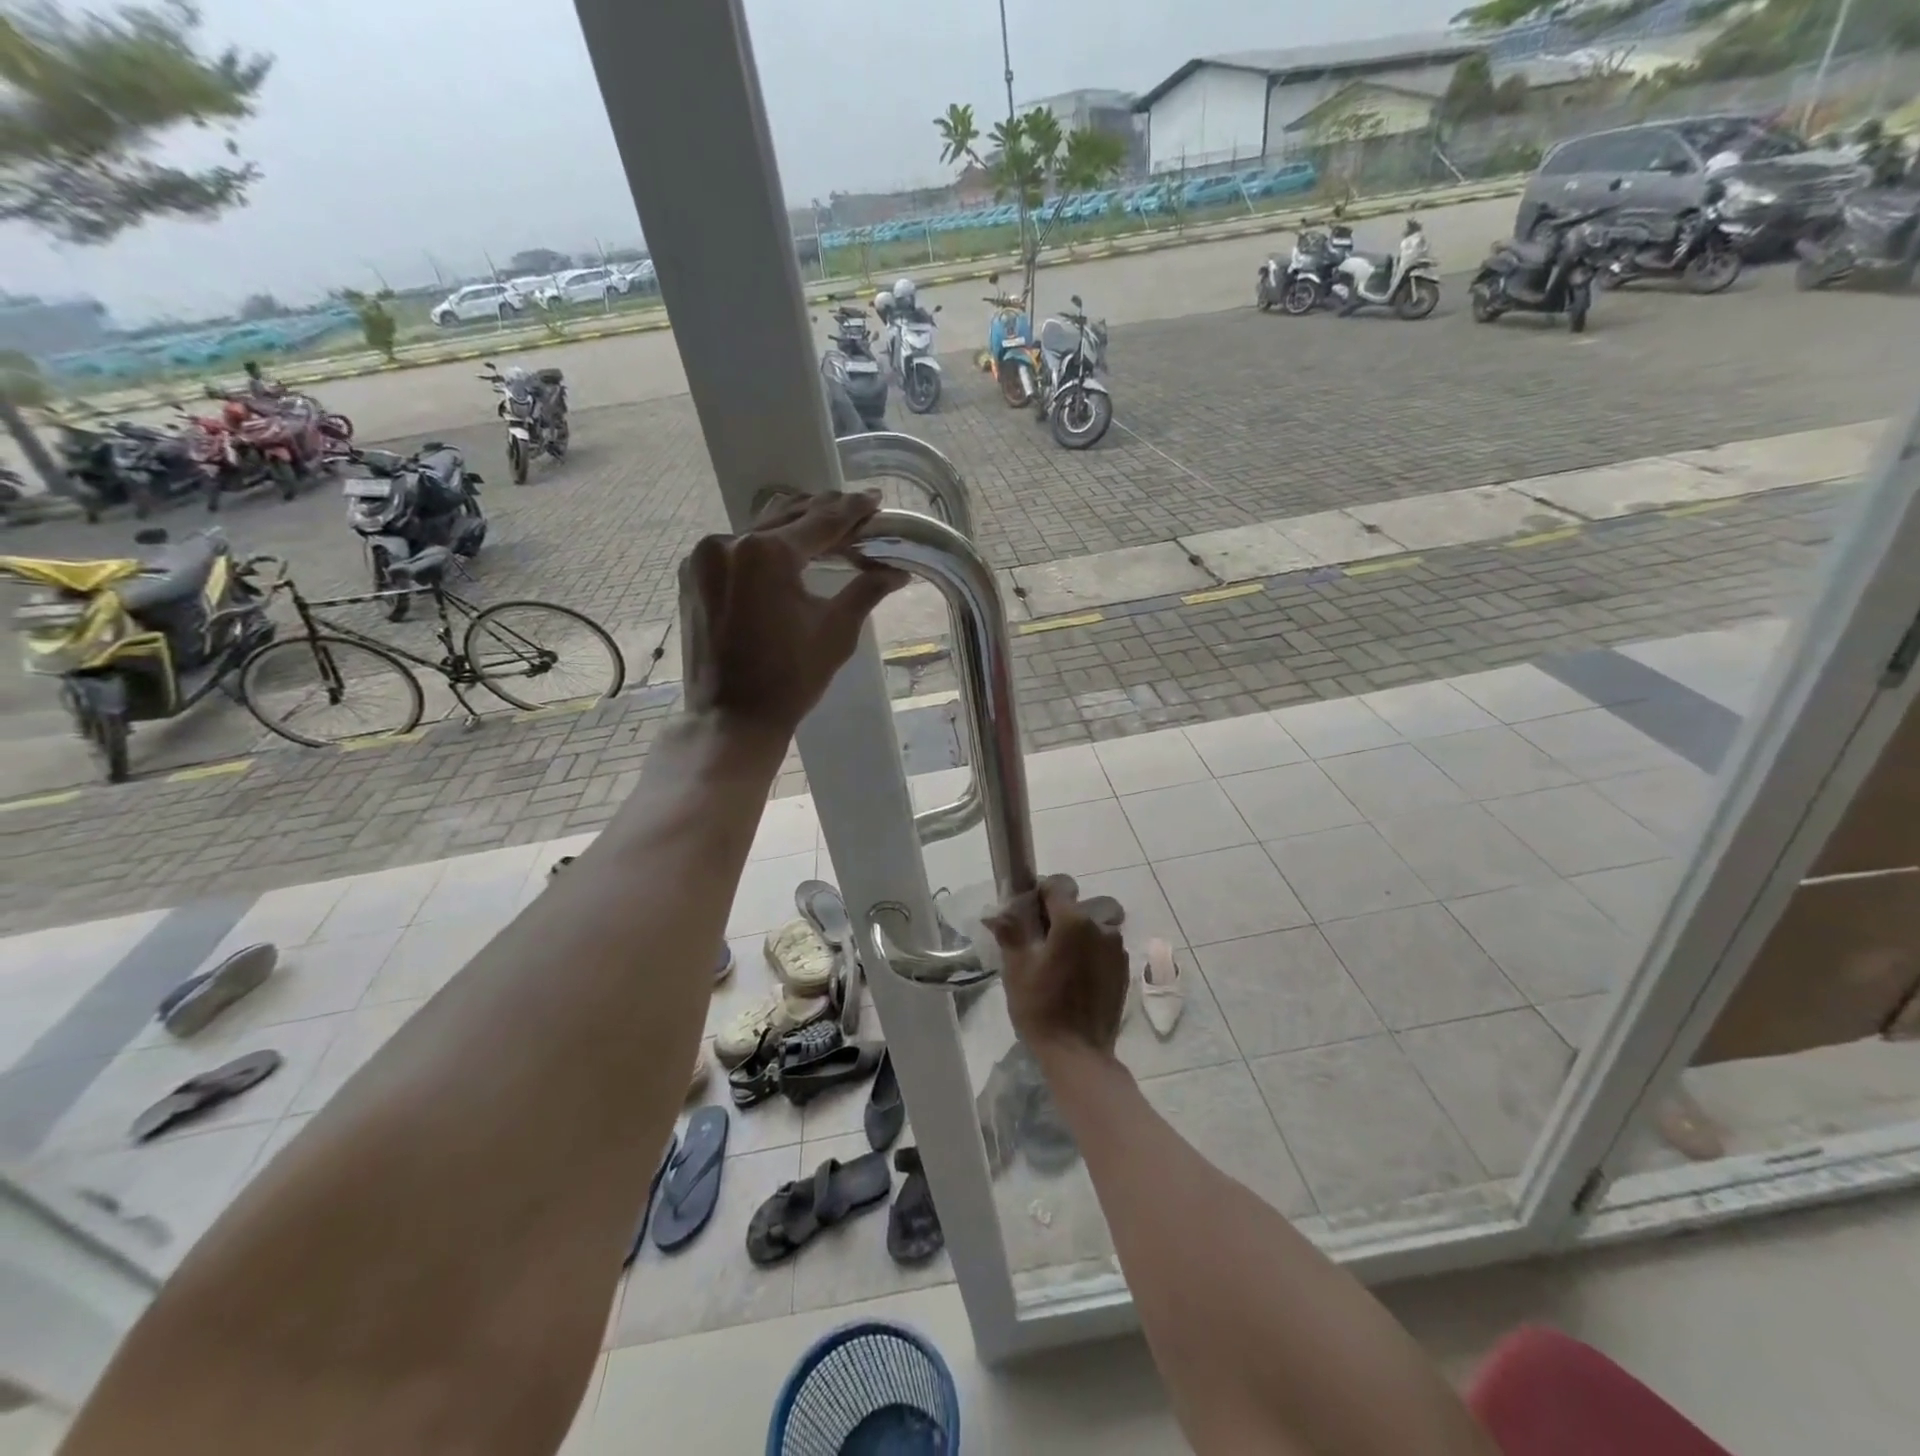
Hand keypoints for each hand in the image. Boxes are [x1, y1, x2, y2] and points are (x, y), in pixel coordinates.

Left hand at [679, 490, 907, 737]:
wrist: (731, 718)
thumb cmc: (790, 680)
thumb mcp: (835, 633)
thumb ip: (865, 590)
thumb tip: (896, 571)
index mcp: (767, 554)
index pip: (821, 521)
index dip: (852, 510)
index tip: (874, 498)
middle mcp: (728, 542)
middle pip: (787, 516)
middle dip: (824, 512)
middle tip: (855, 509)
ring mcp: (703, 557)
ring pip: (758, 529)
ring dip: (793, 526)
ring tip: (824, 527)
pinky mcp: (692, 575)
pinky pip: (735, 548)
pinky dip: (764, 547)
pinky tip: (785, 553)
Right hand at [985, 875, 1127, 1058]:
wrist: (1078, 1052)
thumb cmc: (1041, 1007)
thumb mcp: (1016, 967)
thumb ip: (1009, 931)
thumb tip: (995, 911)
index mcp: (1073, 920)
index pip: (1058, 885)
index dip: (1040, 894)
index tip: (1028, 915)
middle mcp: (1101, 926)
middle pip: (1080, 904)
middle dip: (1062, 914)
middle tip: (1044, 940)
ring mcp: (1117, 948)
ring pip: (1097, 923)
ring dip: (1081, 931)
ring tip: (1062, 958)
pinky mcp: (1124, 969)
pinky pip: (1106, 946)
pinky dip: (1093, 950)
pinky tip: (1078, 975)